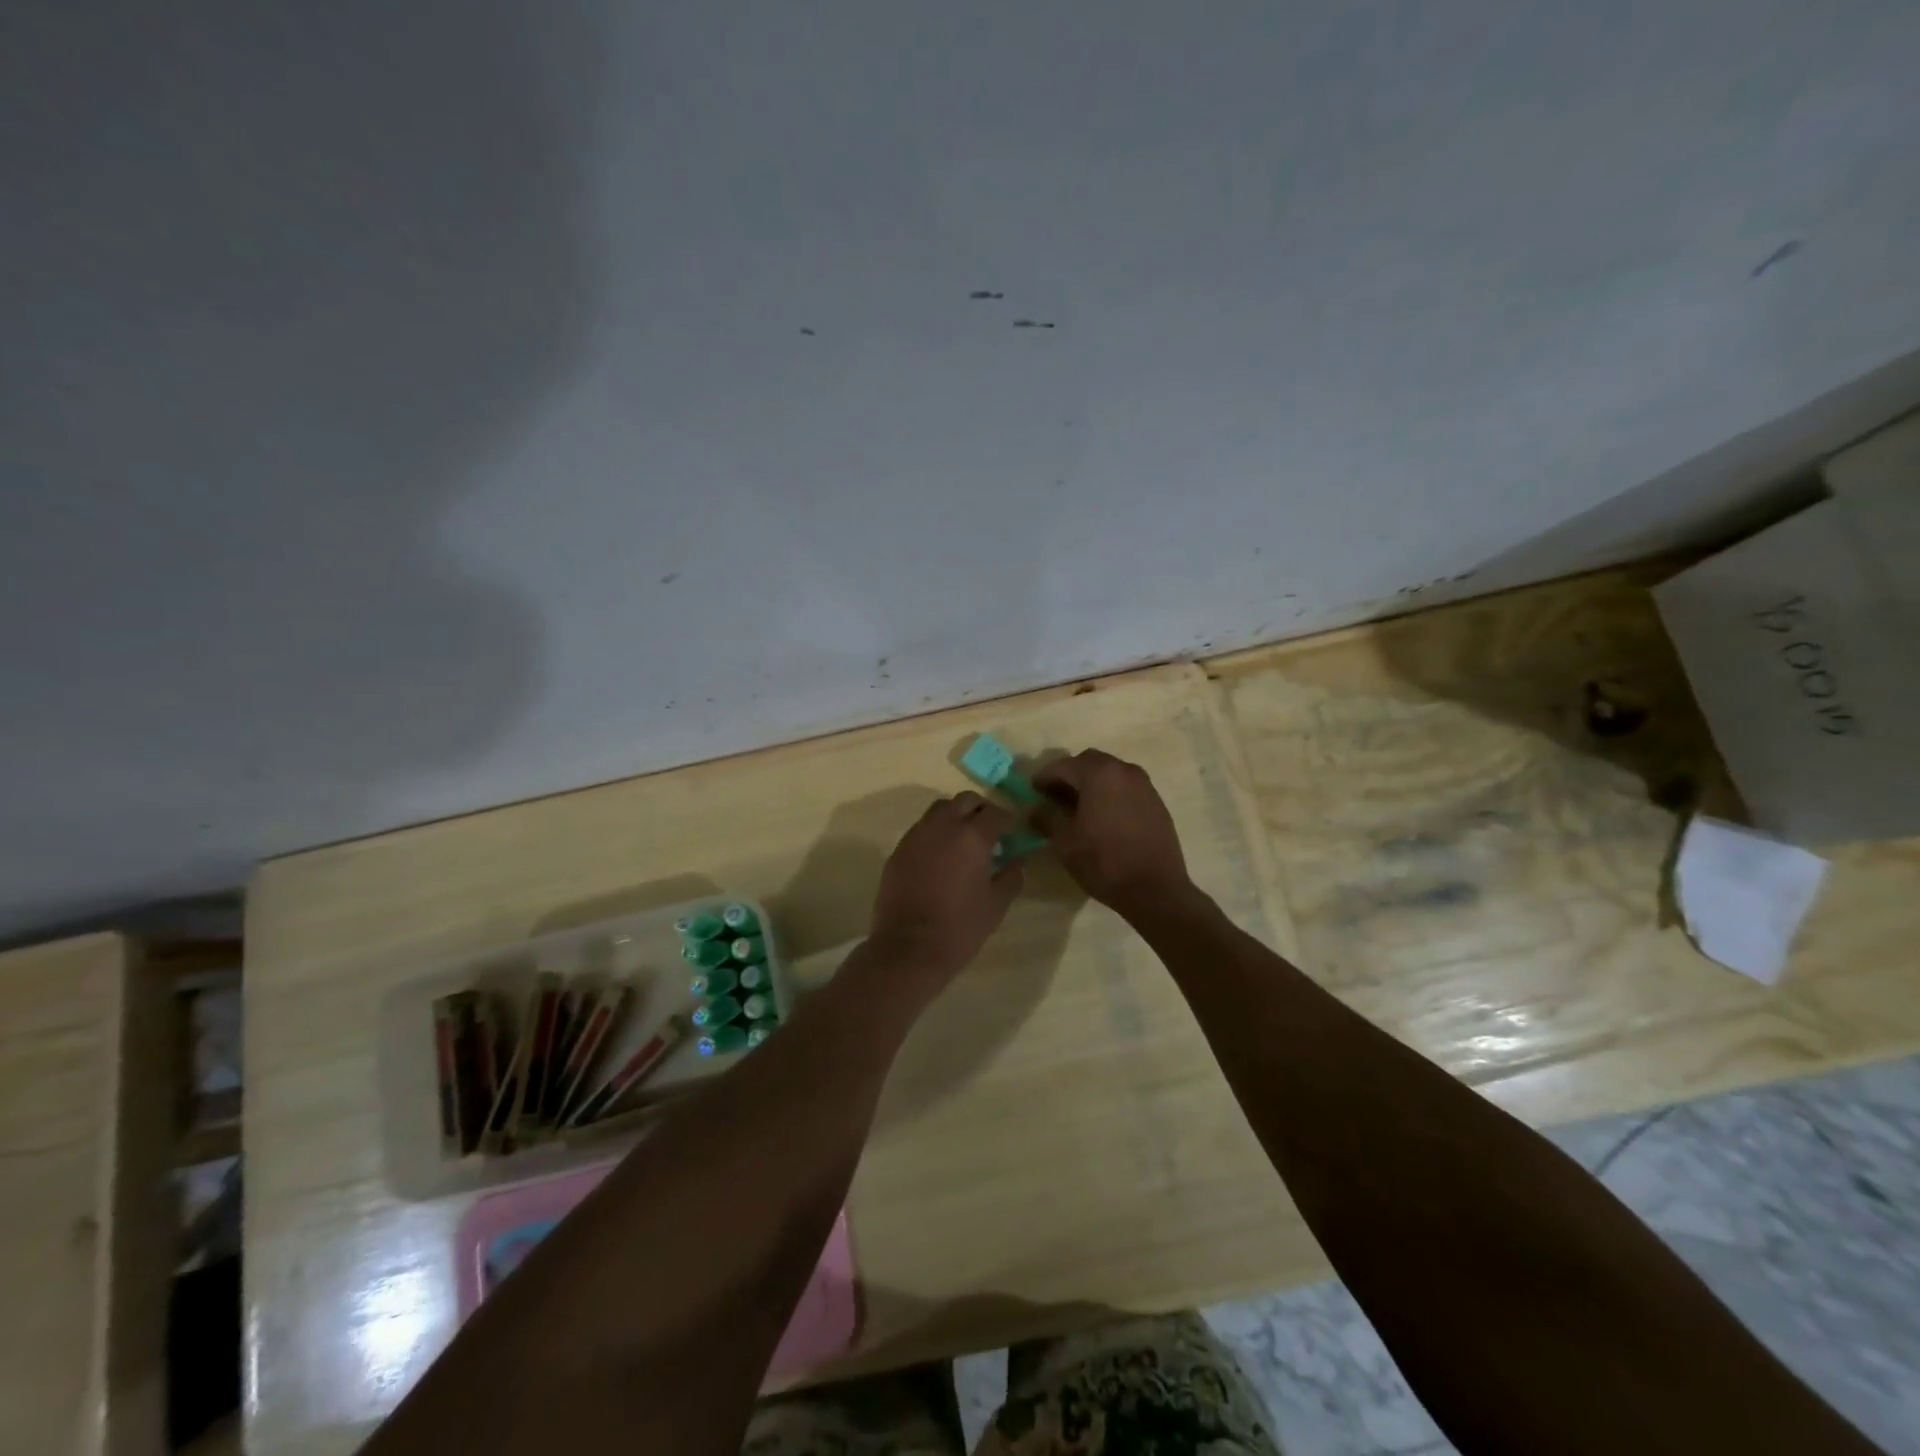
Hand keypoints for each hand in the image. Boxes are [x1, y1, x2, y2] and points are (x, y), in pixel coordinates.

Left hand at [867, 792, 1023, 986]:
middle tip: (990, 831)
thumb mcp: (996, 905)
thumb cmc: (960, 928)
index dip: (1009, 820)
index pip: (996, 813)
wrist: (908, 948)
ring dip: (955, 817)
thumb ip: (1011, 876)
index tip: (1014, 832)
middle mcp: (943, 826)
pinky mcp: (898, 849)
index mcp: (972, 836)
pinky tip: (940, 856)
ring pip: (939, 810)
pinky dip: (935, 833)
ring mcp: (916, 835)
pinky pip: (921, 829)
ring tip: (963, 840)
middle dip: (981, 810)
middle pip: (965, 800)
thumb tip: (1018, 860)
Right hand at [1031, 749, 1191, 917]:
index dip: (1044, 777)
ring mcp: (1144, 785)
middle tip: (1055, 797)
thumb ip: (1046, 818)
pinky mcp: (1156, 802)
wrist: (1155, 889)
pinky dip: (1110, 794)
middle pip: (1088, 762)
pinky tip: (1103, 817)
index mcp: (1098, 774)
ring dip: (1091, 783)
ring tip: (1079, 808)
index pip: (1062, 766)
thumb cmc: (1104, 861)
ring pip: (1110, 773)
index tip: (1033, 792)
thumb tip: (1036, 809)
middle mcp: (1123, 770)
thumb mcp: (1064, 842)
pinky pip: (1126, 788)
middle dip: (1069, 776)